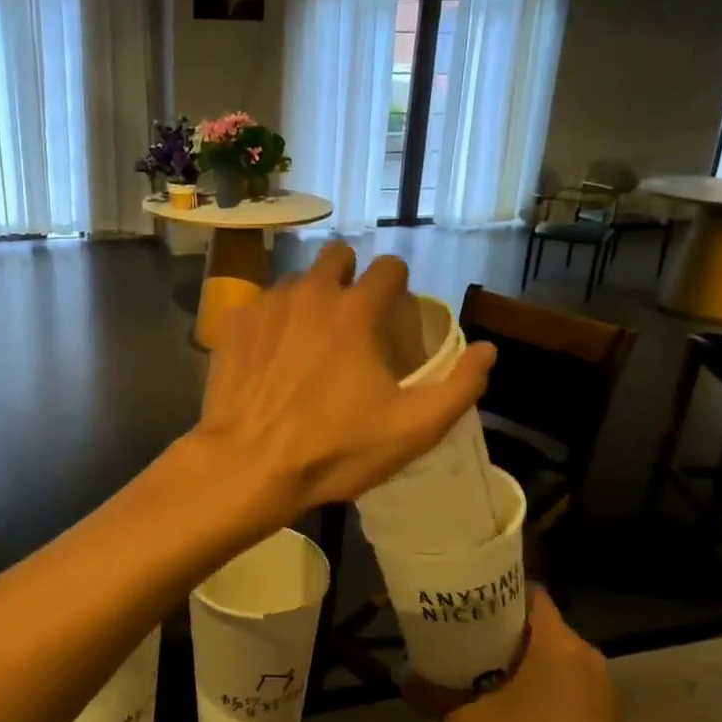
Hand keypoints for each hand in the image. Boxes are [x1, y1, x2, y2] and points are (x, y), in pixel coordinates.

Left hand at [195, 244, 493, 522]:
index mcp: (356, 310)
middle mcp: (310, 293)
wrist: (248, 465)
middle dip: (349, 275)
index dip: (397, 283)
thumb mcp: (413, 429)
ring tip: (309, 339)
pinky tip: (270, 356)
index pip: (389, 266)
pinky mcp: (233, 325)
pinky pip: (260, 306)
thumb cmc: (335, 449)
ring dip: (309, 299)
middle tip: (352, 316)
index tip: (395, 307)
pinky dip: (271, 322)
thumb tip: (488, 350)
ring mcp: (266, 305)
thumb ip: (459, 386)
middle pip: (337, 256)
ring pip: (296, 281)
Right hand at [401, 587, 626, 721]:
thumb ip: (430, 694)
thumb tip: (399, 673)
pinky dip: (546, 674)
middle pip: (542, 622)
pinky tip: (520, 697)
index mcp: (559, 644)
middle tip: (470, 630)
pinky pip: (571, 674)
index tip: (471, 599)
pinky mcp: (607, 710)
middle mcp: (587, 654)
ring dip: (527, 651)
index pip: (532, 593)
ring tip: (488, 661)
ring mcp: (602, 684)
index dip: (501, 590)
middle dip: (508, 623)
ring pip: (557, 649)